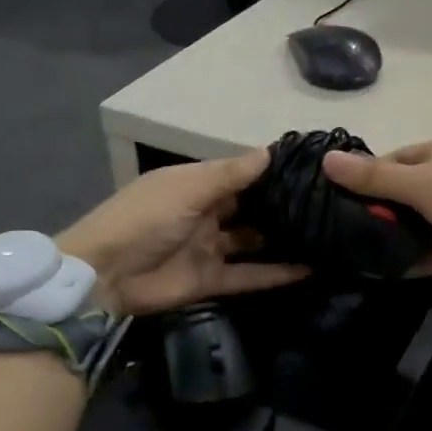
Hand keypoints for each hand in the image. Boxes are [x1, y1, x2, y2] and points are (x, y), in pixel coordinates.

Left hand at [59, 150, 307, 314]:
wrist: (103, 275)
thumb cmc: (145, 218)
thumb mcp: (187, 188)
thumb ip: (231, 174)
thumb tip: (270, 150)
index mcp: (196, 185)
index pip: (240, 175)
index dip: (270, 172)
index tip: (310, 168)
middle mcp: (206, 213)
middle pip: (250, 208)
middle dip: (281, 206)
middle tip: (328, 203)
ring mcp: (209, 248)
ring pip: (253, 242)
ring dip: (283, 239)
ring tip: (327, 234)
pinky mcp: (211, 280)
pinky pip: (249, 275)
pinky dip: (276, 274)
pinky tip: (310, 270)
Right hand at [321, 138, 431, 283]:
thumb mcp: (420, 182)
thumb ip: (374, 177)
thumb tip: (326, 159)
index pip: (389, 162)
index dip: (362, 177)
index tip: (329, 197)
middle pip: (396, 196)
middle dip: (370, 212)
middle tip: (330, 230)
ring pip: (407, 227)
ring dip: (385, 239)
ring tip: (342, 253)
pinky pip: (422, 255)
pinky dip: (402, 262)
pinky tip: (371, 272)